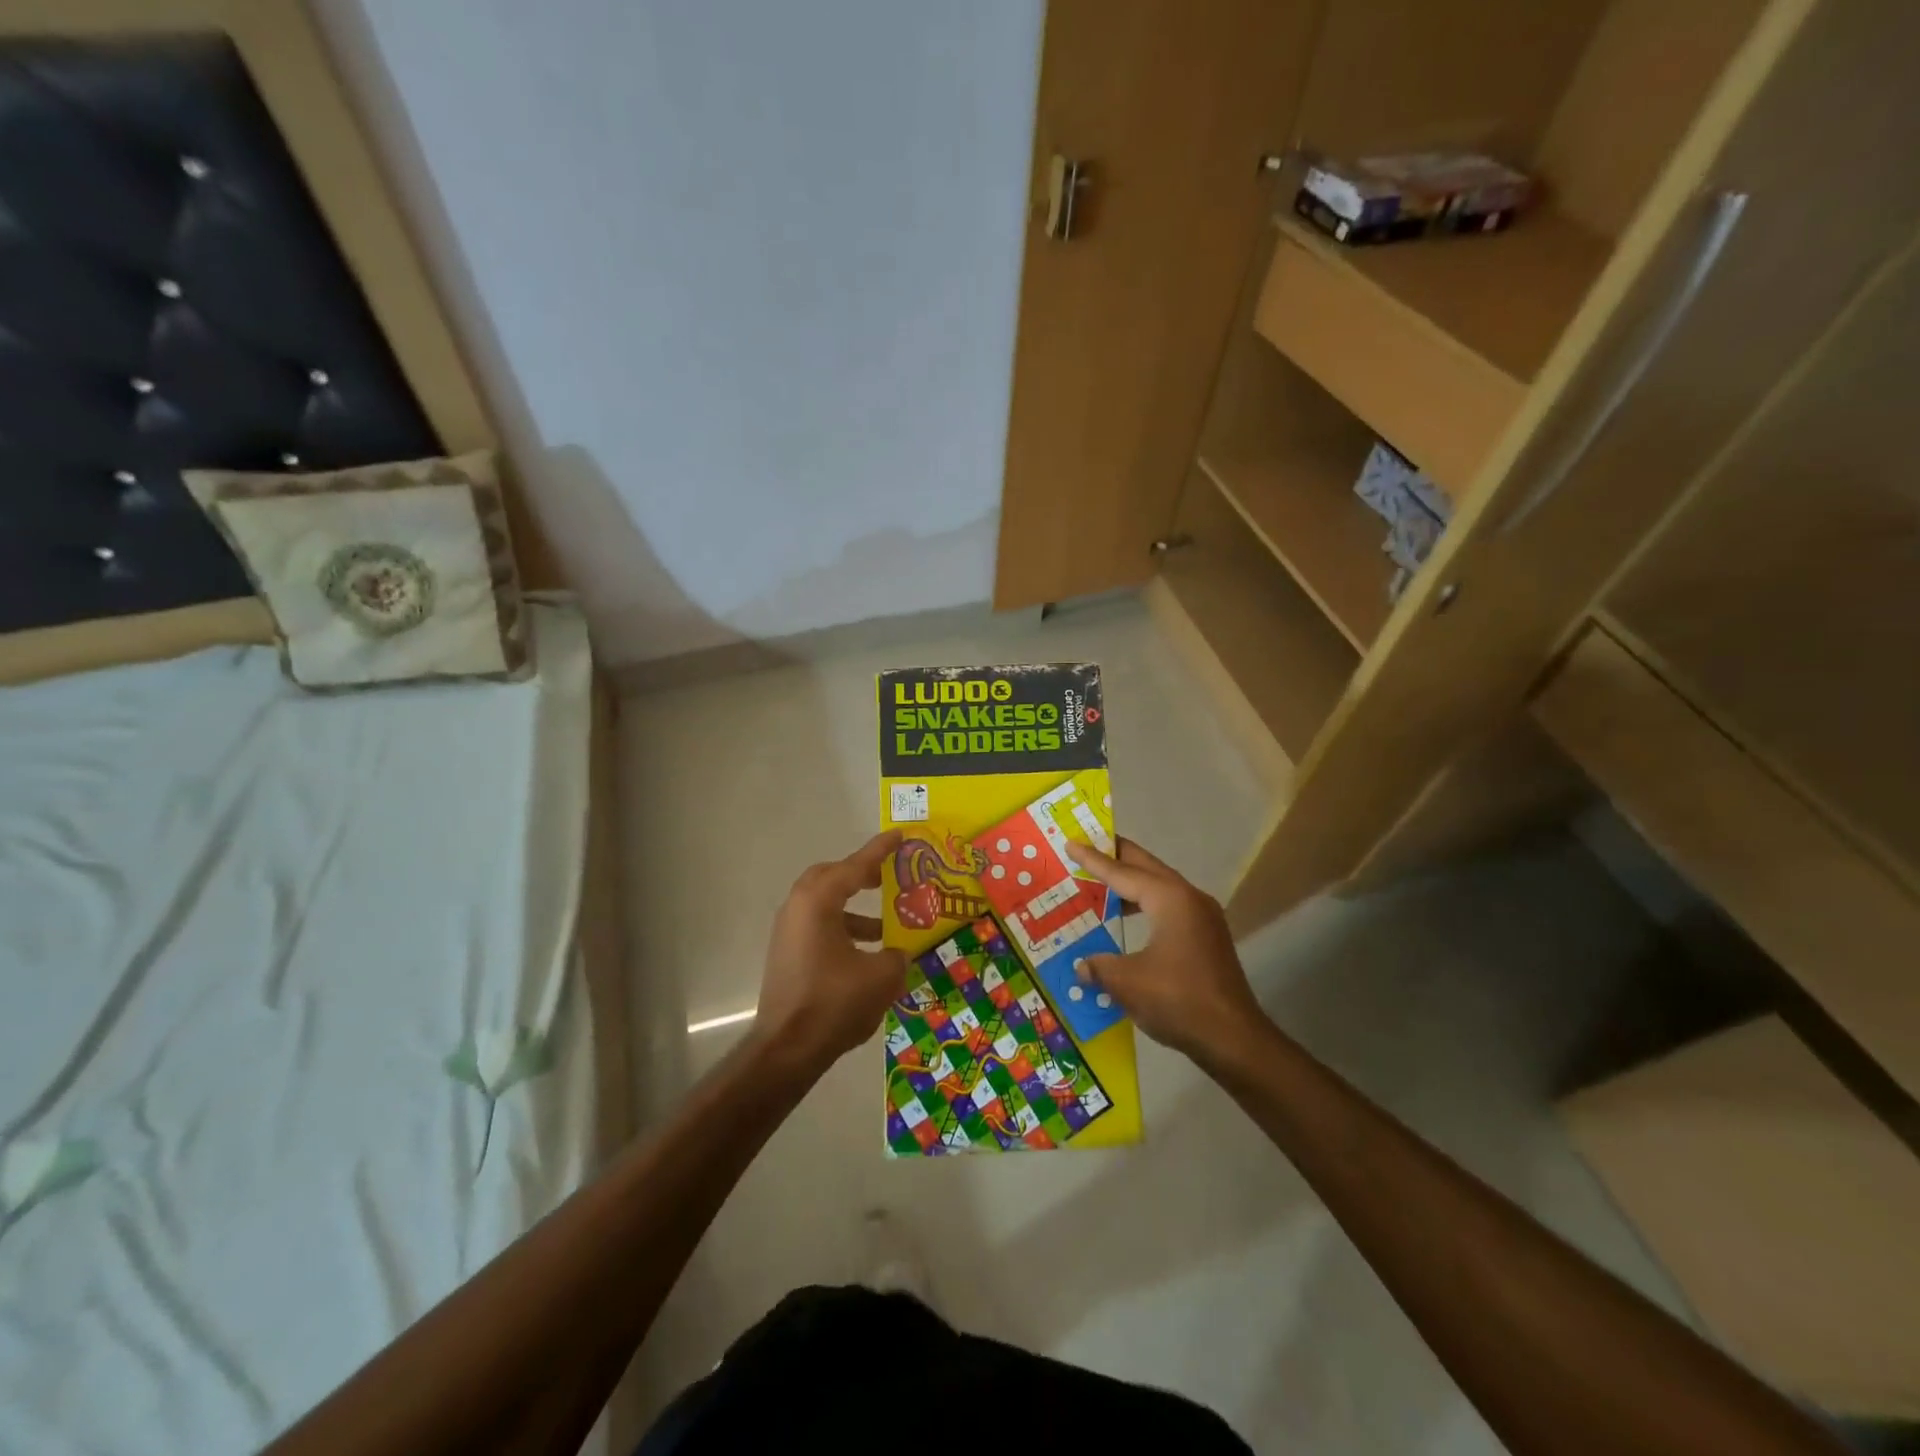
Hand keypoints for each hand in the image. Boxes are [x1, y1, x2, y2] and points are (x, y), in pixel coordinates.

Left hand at [755, 831, 907, 1071]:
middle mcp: (798, 908)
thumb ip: (896, 954)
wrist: (786, 1049)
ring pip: (824, 904)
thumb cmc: (834, 1003)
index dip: (881, 850)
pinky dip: (843, 929)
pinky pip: (818, 927)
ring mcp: (788, 932)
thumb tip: (899, 952)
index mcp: (818, 901)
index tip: (900, 835)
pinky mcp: (787, 955)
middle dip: (860, 874)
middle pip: (831, 877)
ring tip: (886, 925)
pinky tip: (867, 954)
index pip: (855, 866)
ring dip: (854, 909)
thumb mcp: (881, 976)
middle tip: (888, 877)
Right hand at [1073, 839, 1264, 1060]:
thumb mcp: (1126, 982)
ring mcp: (1203, 918)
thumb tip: (1081, 966)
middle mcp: (1189, 899)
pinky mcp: (1208, 938)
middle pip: (1147, 868)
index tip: (1072, 843)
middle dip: (1118, 856)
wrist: (1234, 1039)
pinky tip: (1128, 920)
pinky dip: (1146, 904)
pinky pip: (1170, 907)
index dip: (1093, 860)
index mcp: (1169, 899)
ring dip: (1132, 882)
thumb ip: (1099, 966)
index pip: (1122, 872)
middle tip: (1089, 844)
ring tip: (1103, 882)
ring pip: (1161, 887)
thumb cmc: (1177, 1000)